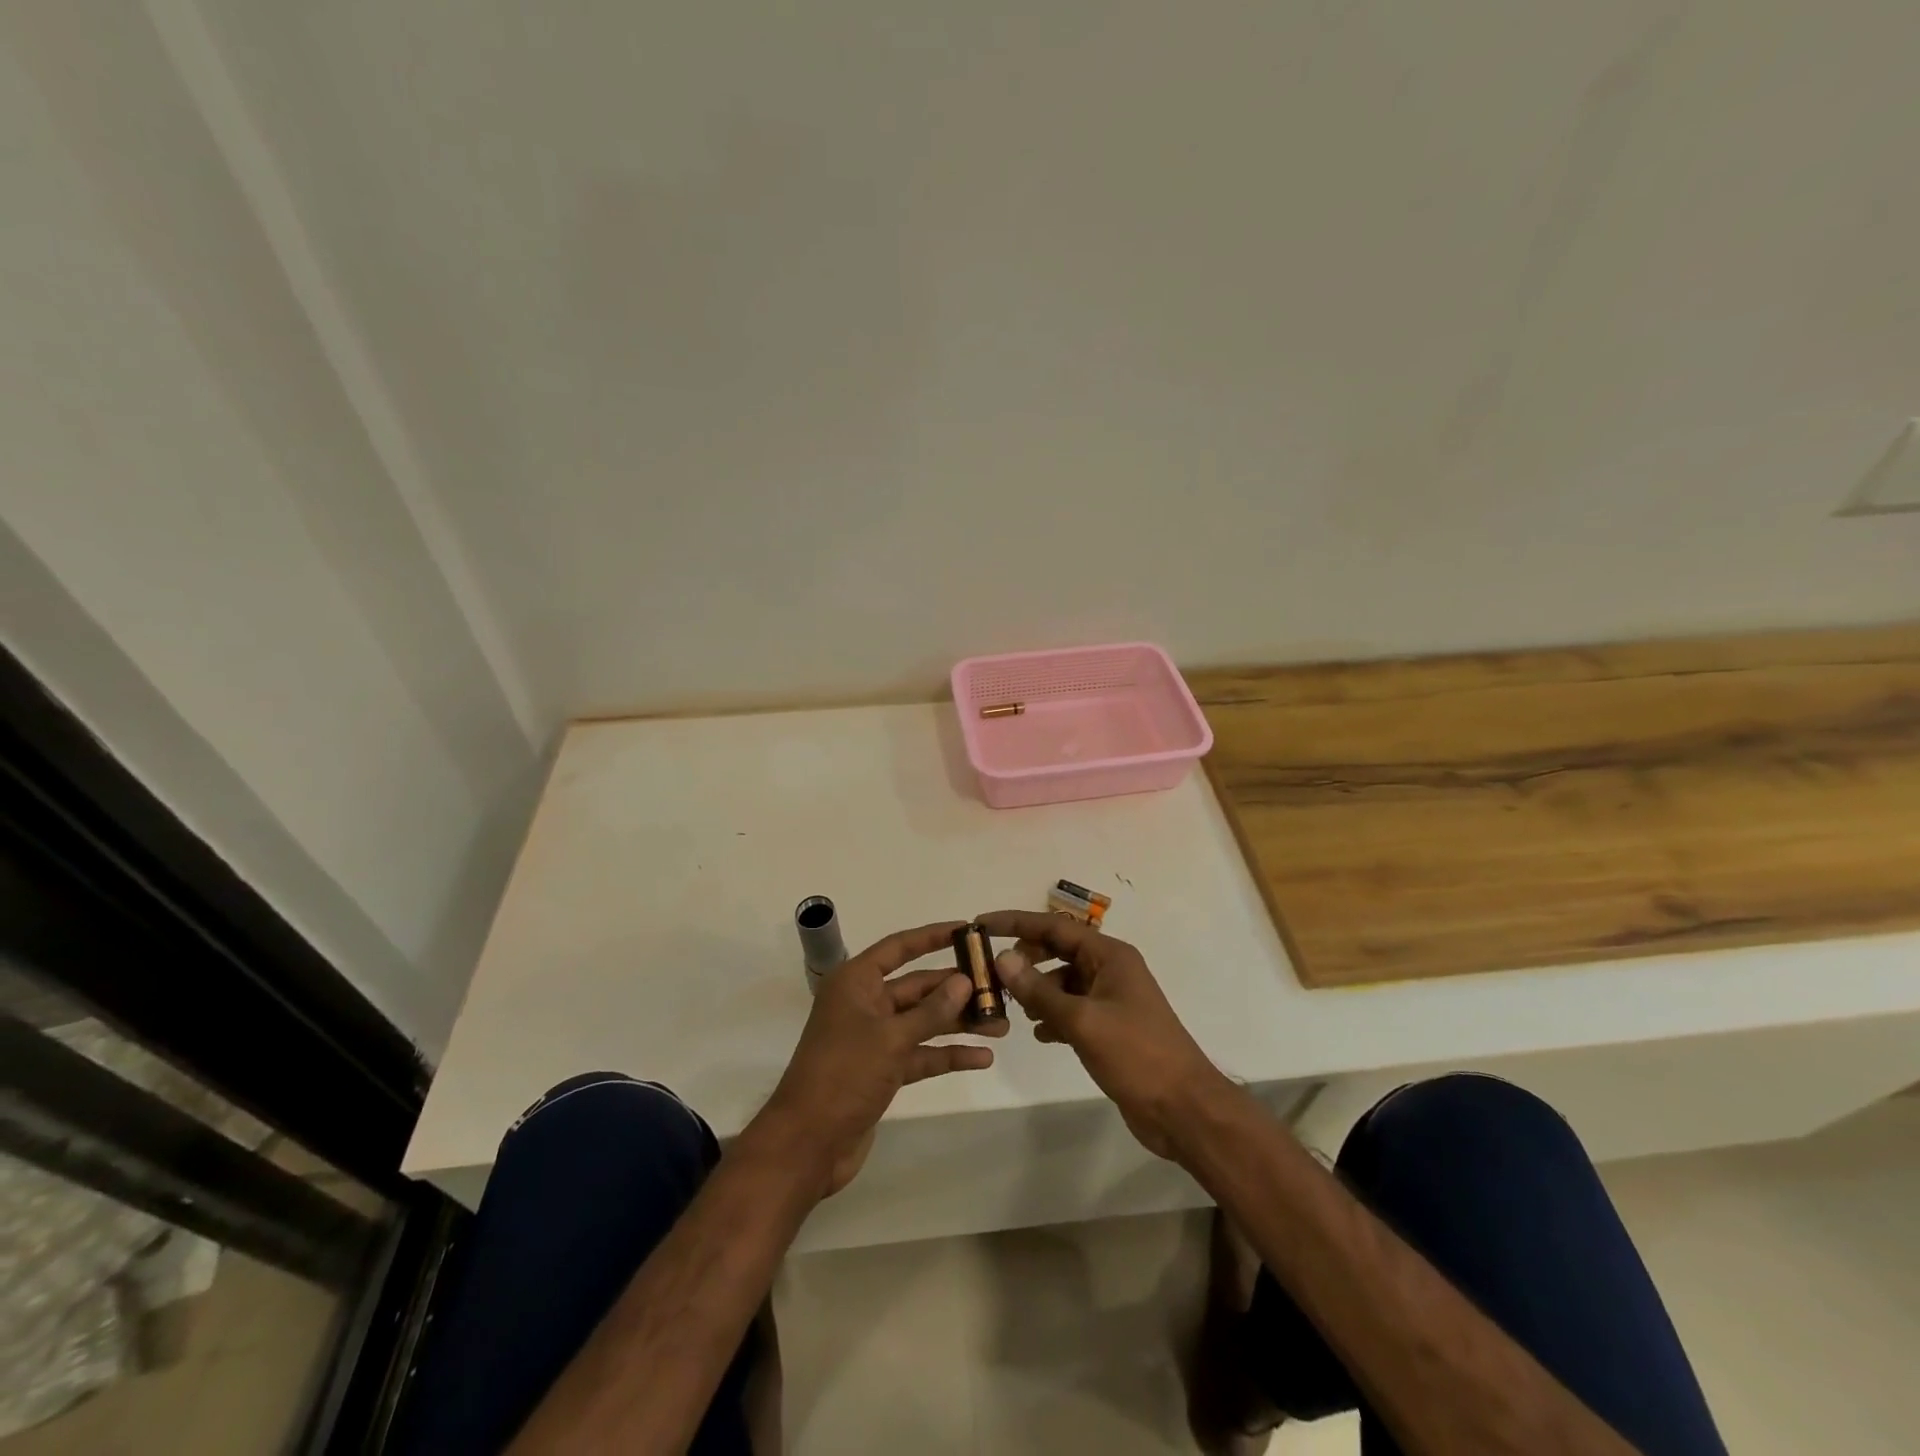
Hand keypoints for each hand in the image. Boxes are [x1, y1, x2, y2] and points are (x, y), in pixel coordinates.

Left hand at [761, 921, 1004, 1196]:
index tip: (969, 929)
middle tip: (999, 987)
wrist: (807, 1144)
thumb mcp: (891, 1038)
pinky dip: (947, 1055)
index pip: (900, 947)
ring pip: (924, 1022)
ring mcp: (874, 1038)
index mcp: (856, 982)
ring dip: (958, 1023)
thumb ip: (931, 1010)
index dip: (933, 936)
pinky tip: (982, 1058)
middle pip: (918, 986)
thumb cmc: (844, 1075)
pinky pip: (921, 1054)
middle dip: (957, 989)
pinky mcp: (882, 1070)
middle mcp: (865, 1003)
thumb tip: (964, 980)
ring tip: (1001, 1025)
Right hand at [976, 910, 1227, 1159]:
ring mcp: (1111, 999)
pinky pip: (1072, 1009)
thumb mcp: (1082, 1021)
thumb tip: (1002, 958)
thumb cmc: (1136, 1055)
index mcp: (1109, 956)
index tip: (981, 925)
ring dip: (1037, 991)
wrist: (1184, 1109)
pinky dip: (1053, 1015)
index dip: (1017, 923)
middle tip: (993, 974)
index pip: (1055, 927)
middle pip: (1058, 950)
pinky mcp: (1110, 1027)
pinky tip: (1038, 1034)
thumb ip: (1039, 991)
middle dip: (1025, 959)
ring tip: (1010, 1010)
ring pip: (1063, 982)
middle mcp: (1110, 969)